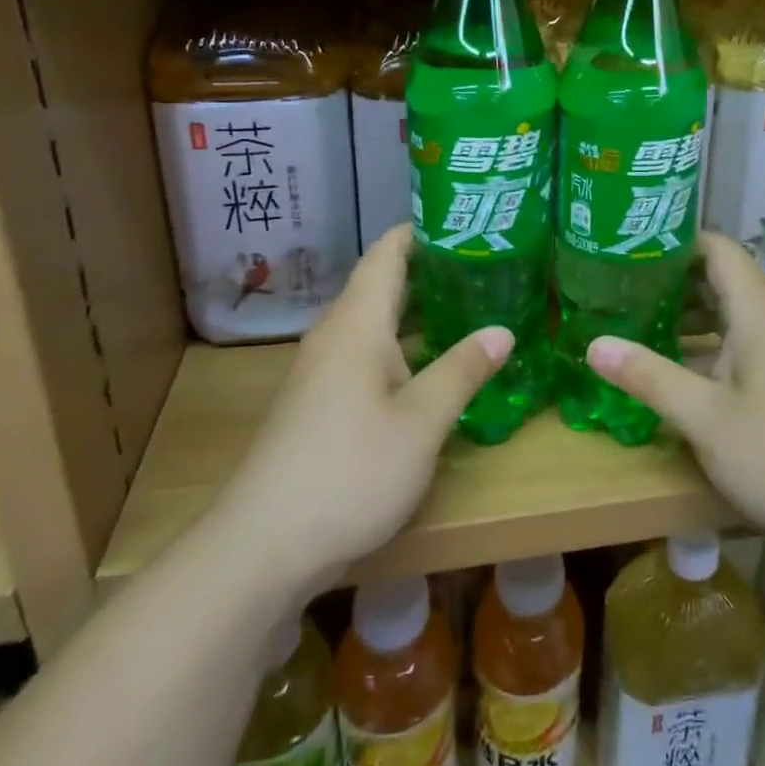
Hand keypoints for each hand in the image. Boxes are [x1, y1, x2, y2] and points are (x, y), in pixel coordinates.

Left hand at [216, 226, 510, 585]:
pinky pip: (367, 353)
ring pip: (375, 322)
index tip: (464, 218)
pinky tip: (431, 363)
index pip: (387, 253)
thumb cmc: (348, 471)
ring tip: (469, 302)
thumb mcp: (420, 423)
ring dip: (418, 308)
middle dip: (431, 268)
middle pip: (382, 283)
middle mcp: (336, 336)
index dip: (421, 230)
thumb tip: (502, 330)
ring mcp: (323, 371)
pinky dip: (403, 344)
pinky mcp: (320, 403)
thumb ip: (461, 371)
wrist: (261, 547)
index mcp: (358, 324)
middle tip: (485, 261)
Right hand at [587, 233, 764, 547]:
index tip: (630, 247)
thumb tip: (593, 344)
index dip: (676, 241)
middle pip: (722, 276)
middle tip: (620, 284)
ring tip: (637, 319)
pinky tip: (676, 362)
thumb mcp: (703, 416)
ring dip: (689, 312)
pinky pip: (743, 337)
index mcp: (758, 310)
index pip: (717, 247)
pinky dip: (709, 339)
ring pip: (732, 310)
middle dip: (673, 278)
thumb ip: (648, 376)